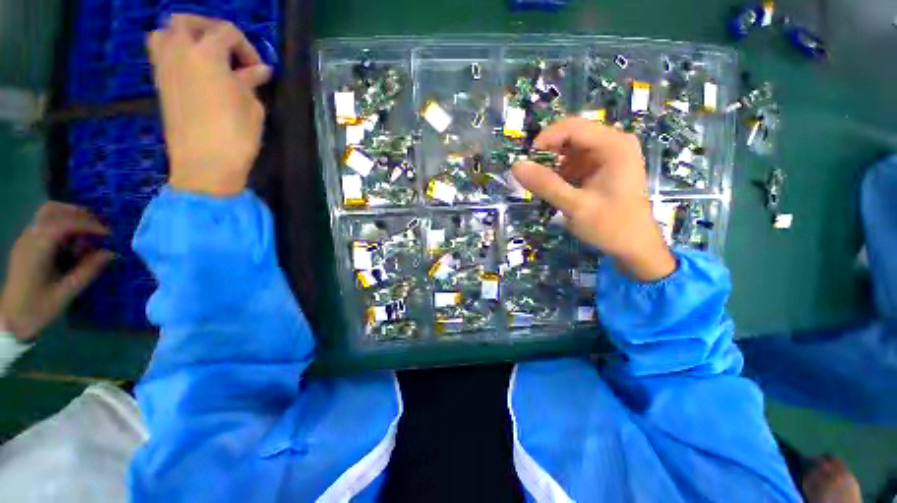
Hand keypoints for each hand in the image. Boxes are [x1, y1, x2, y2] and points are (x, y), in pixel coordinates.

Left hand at [0, 203, 113, 341]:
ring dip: (70, 217)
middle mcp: (29, 238)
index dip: (89, 225)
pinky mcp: (27, 245)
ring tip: (88, 232)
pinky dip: (62, 225)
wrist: (11, 321)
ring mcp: (26, 240)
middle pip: (53, 210)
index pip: (64, 224)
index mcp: (37, 249)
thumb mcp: (66, 294)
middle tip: (98, 227)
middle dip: (78, 214)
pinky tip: (72, 241)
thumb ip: (87, 271)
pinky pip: (45, 224)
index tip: (109, 234)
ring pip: (48, 214)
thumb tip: (110, 253)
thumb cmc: (38, 309)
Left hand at [148, 14, 271, 195]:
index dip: (247, 47)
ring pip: (165, 32)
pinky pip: (161, 54)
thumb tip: (258, 71)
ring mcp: (165, 67)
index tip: (258, 70)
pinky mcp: (160, 84)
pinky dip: (175, 53)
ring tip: (204, 55)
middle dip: (210, 29)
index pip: (227, 32)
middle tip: (228, 50)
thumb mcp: (252, 107)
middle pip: (187, 21)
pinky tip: (193, 70)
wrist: (204, 164)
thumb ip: (250, 82)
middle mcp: (180, 52)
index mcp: (207, 54)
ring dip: (185, 37)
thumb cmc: (236, 135)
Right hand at [512, 118, 675, 281]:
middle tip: (532, 176)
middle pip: (571, 136)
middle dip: (548, 154)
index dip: (544, 140)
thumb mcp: (575, 206)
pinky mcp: (602, 168)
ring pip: (570, 150)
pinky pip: (574, 162)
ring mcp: (608, 155)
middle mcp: (613, 143)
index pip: (571, 127)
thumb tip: (515, 166)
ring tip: (544, 187)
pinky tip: (557, 190)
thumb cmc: (611, 226)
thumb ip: (545, 185)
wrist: (635, 247)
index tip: (526, 162)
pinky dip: (561, 174)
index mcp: (613, 145)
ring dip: (553, 166)